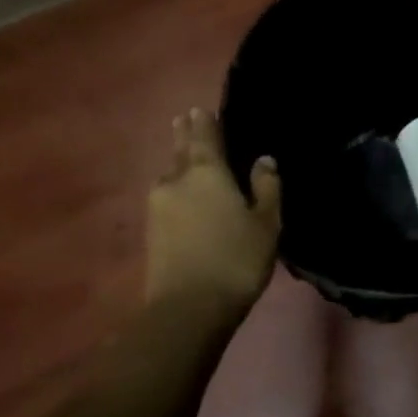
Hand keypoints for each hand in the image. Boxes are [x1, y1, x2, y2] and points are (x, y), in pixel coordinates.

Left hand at [146, 108, 281, 316]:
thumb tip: (264, 160)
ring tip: (186, 157)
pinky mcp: (150, 230)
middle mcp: (176, 180)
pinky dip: (175, 188)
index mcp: (207, 172)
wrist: (188, 307)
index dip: (205, 121)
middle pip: (180, 150)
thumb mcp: (266, 223)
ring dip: (178, 162)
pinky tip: (181, 194)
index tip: (201, 109)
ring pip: (170, 174)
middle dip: (184, 133)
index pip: (205, 135)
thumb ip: (266, 188)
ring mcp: (158, 205)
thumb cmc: (236, 259)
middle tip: (185, 118)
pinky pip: (166, 197)